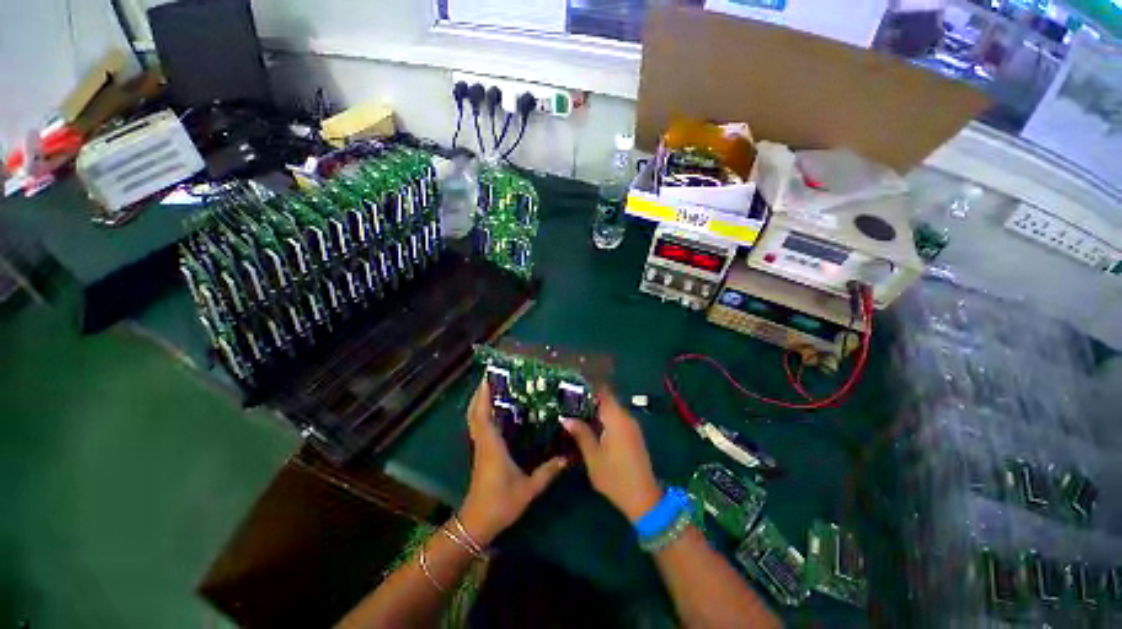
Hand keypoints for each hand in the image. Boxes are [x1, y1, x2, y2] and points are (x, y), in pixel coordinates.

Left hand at [459, 378, 566, 545]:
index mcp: (491, 445)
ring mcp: (479, 447)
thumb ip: (548, 472)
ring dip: (479, 402)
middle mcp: (483, 442)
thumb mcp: (528, 488)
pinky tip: (494, 411)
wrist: (477, 523)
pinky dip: (482, 414)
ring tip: (492, 388)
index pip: (483, 415)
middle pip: (474, 413)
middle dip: (479, 394)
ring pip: (474, 419)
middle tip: (491, 378)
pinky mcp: (480, 452)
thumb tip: (566, 458)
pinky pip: (478, 426)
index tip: (488, 378)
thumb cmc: (500, 503)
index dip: (483, 396)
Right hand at [563, 389, 662, 521]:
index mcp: (616, 418)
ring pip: (612, 411)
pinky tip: (593, 430)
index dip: (589, 389)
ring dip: (597, 413)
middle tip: (571, 406)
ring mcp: (632, 427)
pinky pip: (618, 421)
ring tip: (578, 417)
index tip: (573, 390)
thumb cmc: (614, 476)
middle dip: (590, 402)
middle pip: (607, 401)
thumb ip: (581, 434)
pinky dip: (605, 421)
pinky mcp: (634, 436)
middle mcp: (626, 418)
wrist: (643, 498)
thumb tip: (566, 418)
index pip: (603, 393)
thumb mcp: (593, 456)